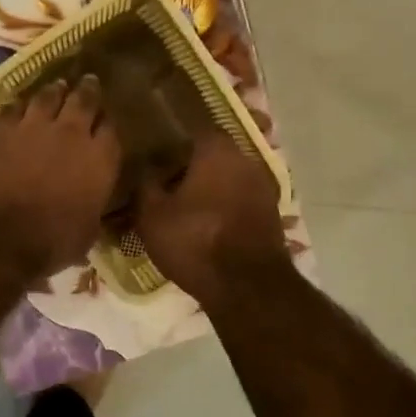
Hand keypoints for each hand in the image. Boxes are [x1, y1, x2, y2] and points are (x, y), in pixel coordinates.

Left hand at [0, 75, 120, 277]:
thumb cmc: (51, 241)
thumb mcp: (87, 232)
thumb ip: (92, 206)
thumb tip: (92, 204)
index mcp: (101, 159)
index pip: (112, 129)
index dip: (109, 123)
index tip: (107, 120)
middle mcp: (73, 133)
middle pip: (84, 100)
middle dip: (88, 90)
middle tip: (89, 82)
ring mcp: (35, 125)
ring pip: (49, 95)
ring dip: (54, 90)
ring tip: (57, 86)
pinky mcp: (2, 128)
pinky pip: (14, 106)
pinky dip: (20, 104)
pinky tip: (20, 104)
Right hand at [133, 130, 288, 304]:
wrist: (246, 287)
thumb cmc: (195, 241)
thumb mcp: (152, 214)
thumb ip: (145, 183)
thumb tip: (144, 165)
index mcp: (216, 150)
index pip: (191, 129)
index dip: (170, 140)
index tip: (154, 154)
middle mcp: (245, 159)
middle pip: (211, 154)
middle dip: (189, 166)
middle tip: (164, 183)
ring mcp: (264, 187)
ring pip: (227, 178)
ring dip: (208, 188)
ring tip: (183, 207)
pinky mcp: (271, 214)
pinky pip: (239, 201)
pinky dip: (224, 207)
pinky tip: (205, 225)